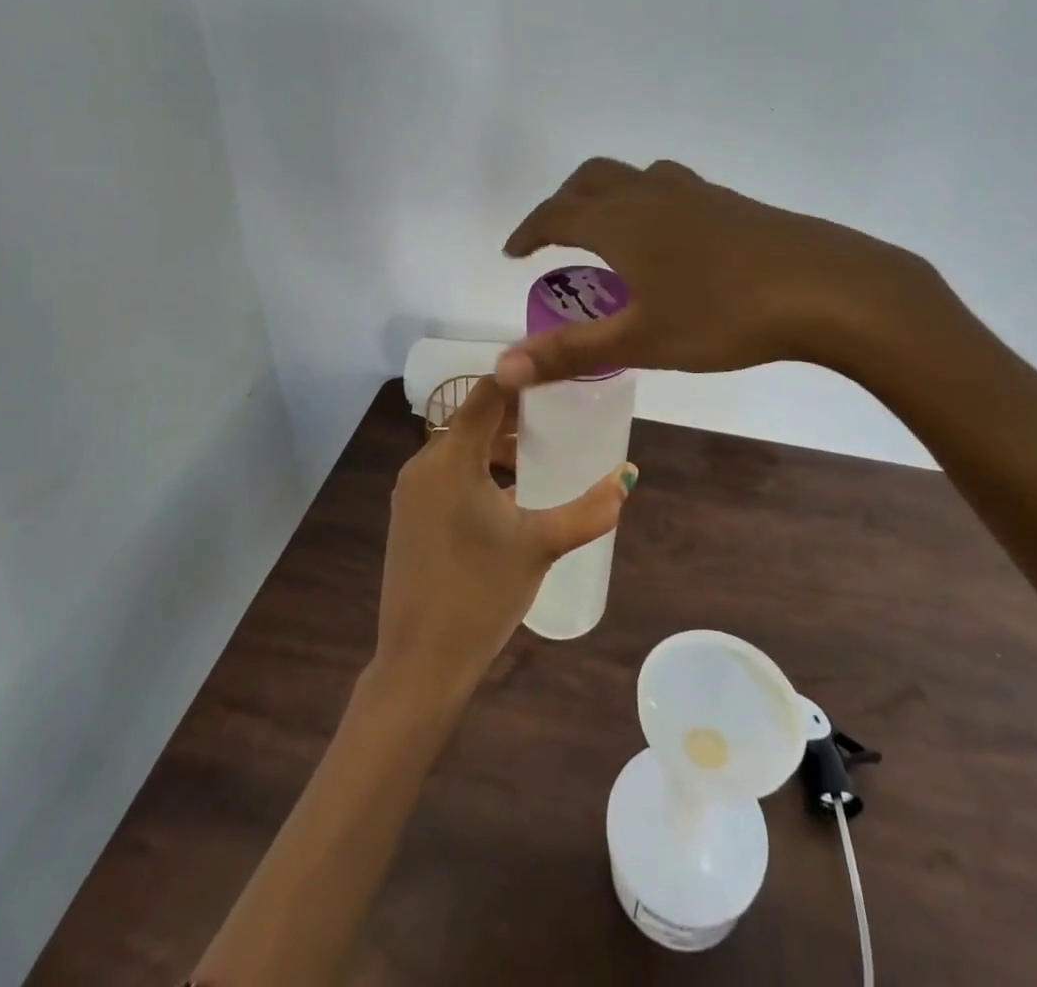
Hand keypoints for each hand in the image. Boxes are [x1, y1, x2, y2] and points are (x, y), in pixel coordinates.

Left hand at [374, 376, 638, 699]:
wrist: (419, 663)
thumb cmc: (481, 594)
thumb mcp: (542, 545)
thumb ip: (590, 510)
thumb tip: (628, 477)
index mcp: (452, 458)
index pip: (487, 393)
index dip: (521, 378)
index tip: (556, 373)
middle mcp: (423, 464)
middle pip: (472, 419)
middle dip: (514, 414)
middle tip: (558, 413)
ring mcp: (411, 491)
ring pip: (459, 448)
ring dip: (495, 445)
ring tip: (538, 454)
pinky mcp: (408, 516)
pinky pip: (446, 474)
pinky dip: (477, 470)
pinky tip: (508, 494)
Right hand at [499, 158, 947, 387]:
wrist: (826, 288)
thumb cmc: (723, 315)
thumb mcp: (642, 340)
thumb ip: (570, 352)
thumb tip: (502, 368)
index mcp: (621, 221)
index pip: (556, 214)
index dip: (529, 231)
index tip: (513, 251)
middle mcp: (652, 195)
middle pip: (591, 179)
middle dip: (564, 203)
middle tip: (554, 235)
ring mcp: (697, 193)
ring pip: (635, 178)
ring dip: (608, 196)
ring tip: (609, 233)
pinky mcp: (732, 203)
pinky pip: (672, 189)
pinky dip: (649, 204)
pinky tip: (671, 240)